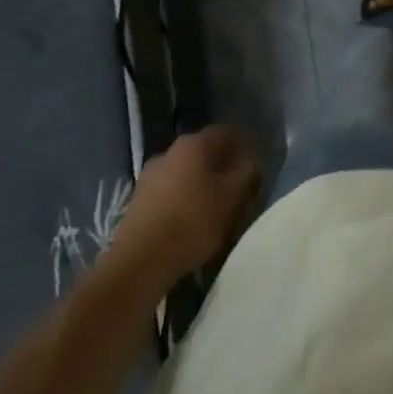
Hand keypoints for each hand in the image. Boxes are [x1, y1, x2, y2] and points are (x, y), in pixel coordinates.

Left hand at [112, 126, 260, 283]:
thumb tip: (250, 161)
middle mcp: (169, 151)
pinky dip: (182, 197)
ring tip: (213, 206)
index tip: (253, 165)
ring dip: (200, 182)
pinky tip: (189, 219)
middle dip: (221, 165)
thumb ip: (245, 174)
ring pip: (185, 171)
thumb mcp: (231, 199)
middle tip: (236, 186)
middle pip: (203, 151)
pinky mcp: (138, 199)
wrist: (139, 261)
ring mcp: (150, 174)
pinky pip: (169, 190)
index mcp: (194, 144)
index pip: (226, 133)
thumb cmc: (192, 222)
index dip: (243, 145)